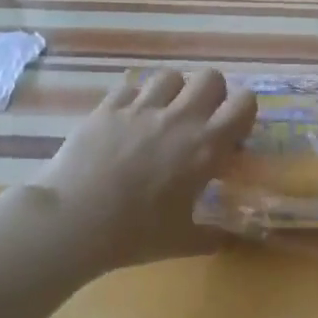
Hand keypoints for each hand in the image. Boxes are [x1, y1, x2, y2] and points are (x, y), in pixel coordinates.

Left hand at [30, 68, 258, 271]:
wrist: (73, 221)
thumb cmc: (135, 233)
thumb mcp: (182, 241)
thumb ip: (211, 236)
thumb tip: (229, 241)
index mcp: (206, 146)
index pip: (244, 103)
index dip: (243, 112)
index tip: (232, 134)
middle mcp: (179, 118)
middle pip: (210, 78)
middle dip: (211, 94)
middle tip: (200, 121)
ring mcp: (141, 108)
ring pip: (170, 76)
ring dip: (173, 92)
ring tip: (163, 115)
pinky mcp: (107, 108)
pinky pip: (130, 88)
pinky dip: (134, 100)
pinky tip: (127, 122)